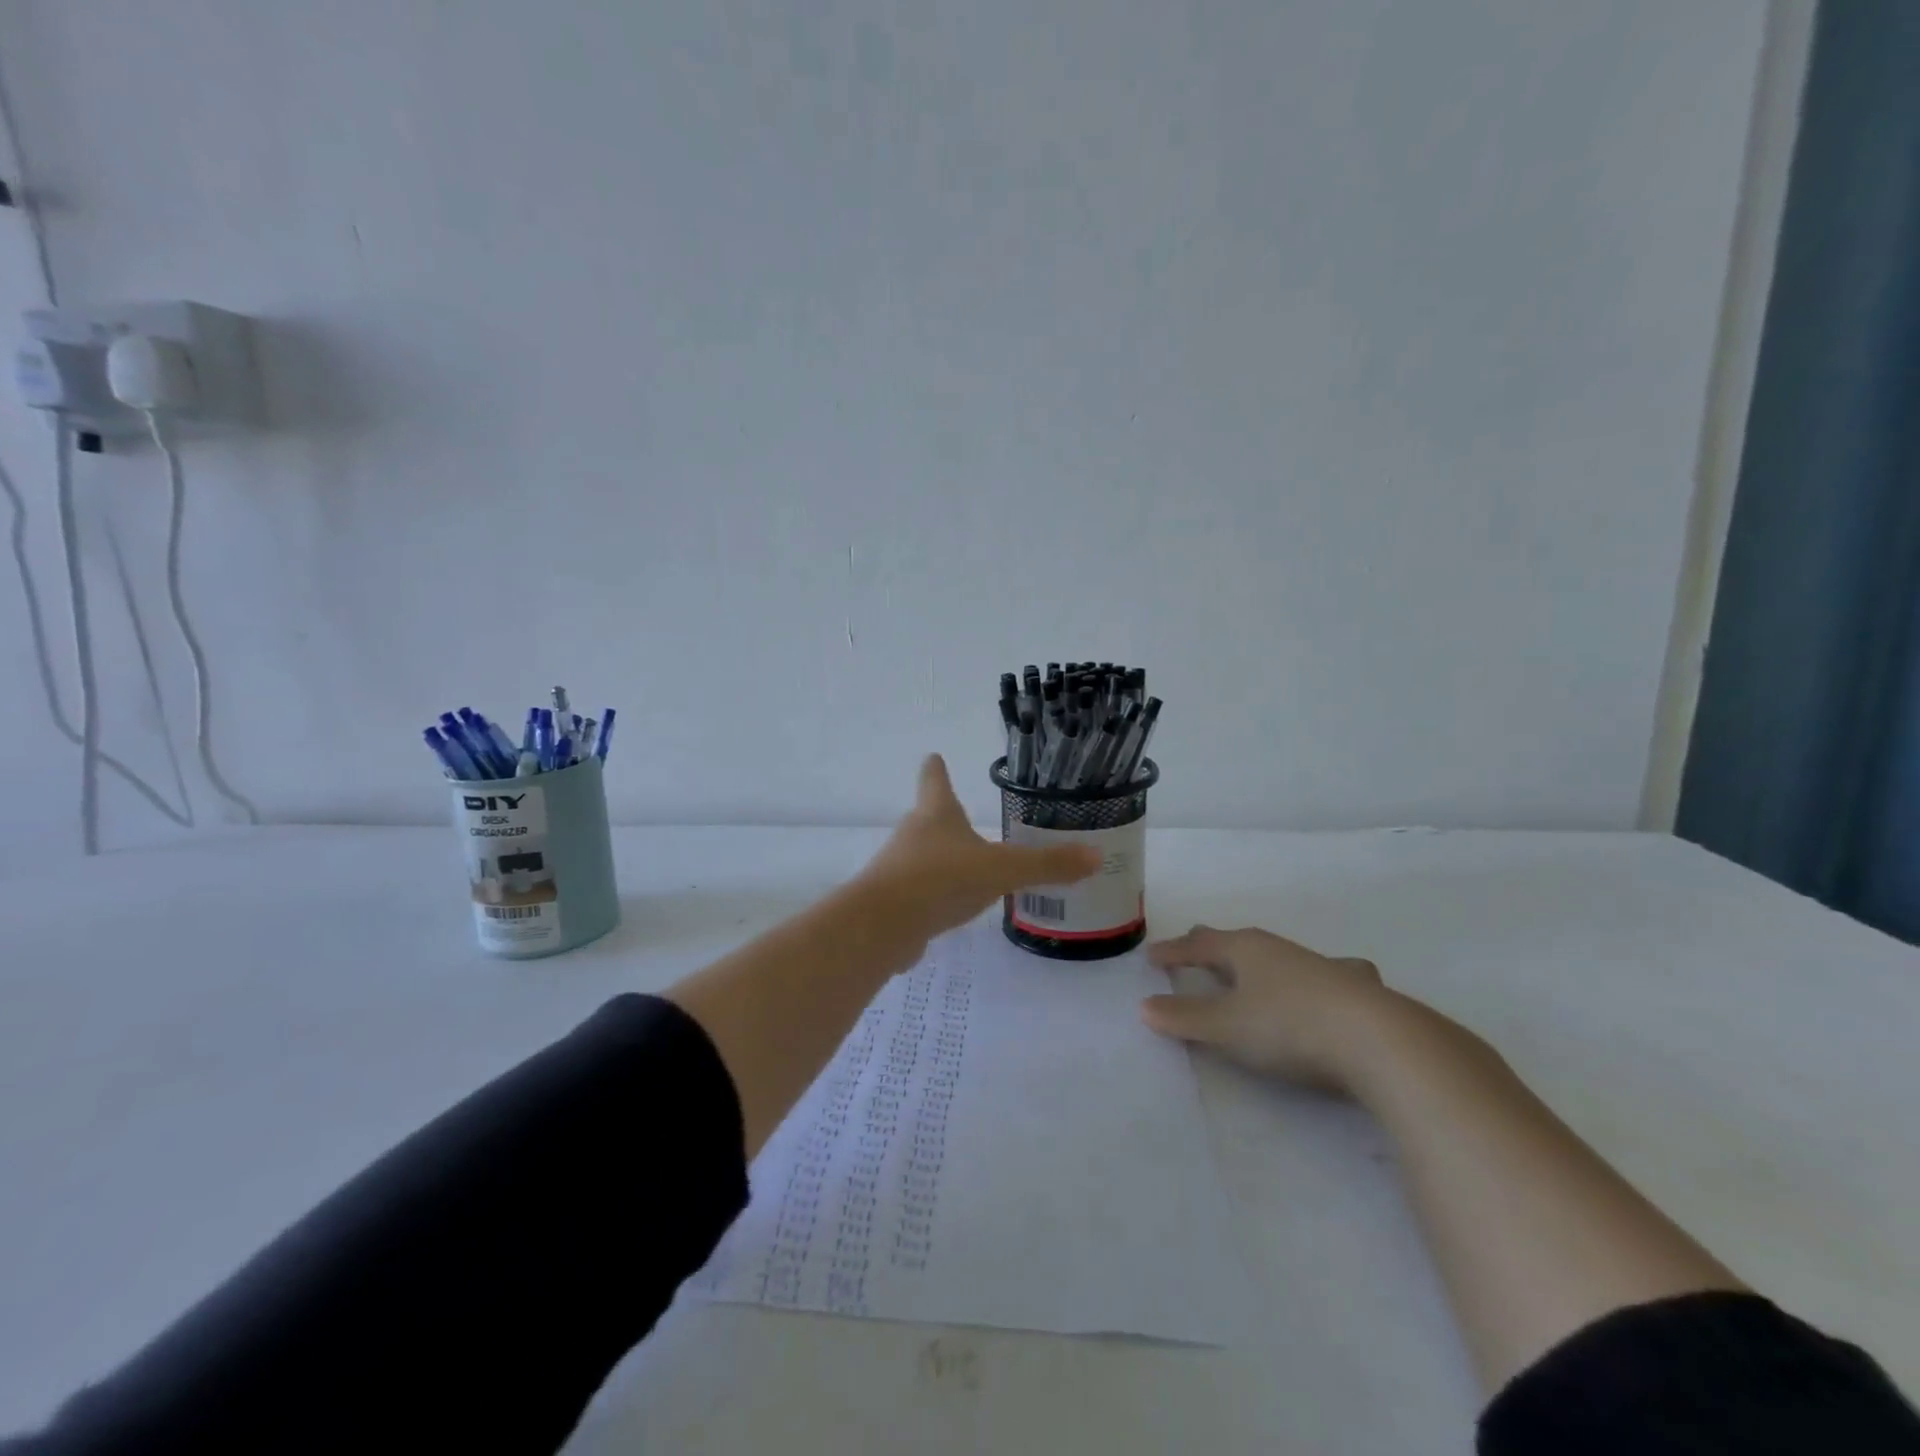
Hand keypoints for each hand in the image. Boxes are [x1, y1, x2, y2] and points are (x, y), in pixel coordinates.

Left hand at [858, 756, 1101, 944]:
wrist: (883, 924)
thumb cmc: (943, 878)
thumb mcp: (1002, 870)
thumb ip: (1046, 865)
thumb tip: (1095, 856)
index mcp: (937, 814)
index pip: (935, 779)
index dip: (937, 768)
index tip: (934, 757)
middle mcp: (913, 834)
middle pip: (928, 818)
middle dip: (947, 820)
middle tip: (969, 823)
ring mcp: (898, 867)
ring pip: (923, 857)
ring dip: (942, 861)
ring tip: (969, 872)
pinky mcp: (892, 901)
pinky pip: (917, 893)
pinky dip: (932, 898)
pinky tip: (948, 911)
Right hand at [1141, 924, 1390, 1092]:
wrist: (1379, 1041)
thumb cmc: (1289, 1027)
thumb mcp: (1226, 1027)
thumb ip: (1184, 1017)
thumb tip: (1145, 1006)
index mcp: (1244, 950)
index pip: (1198, 945)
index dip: (1173, 951)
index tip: (1152, 956)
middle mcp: (1279, 949)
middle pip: (1236, 941)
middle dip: (1212, 945)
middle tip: (1195, 945)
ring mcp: (1319, 965)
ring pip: (1277, 954)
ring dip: (1257, 960)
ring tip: (1252, 964)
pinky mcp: (1354, 988)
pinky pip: (1323, 973)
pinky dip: (1311, 976)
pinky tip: (1330, 980)